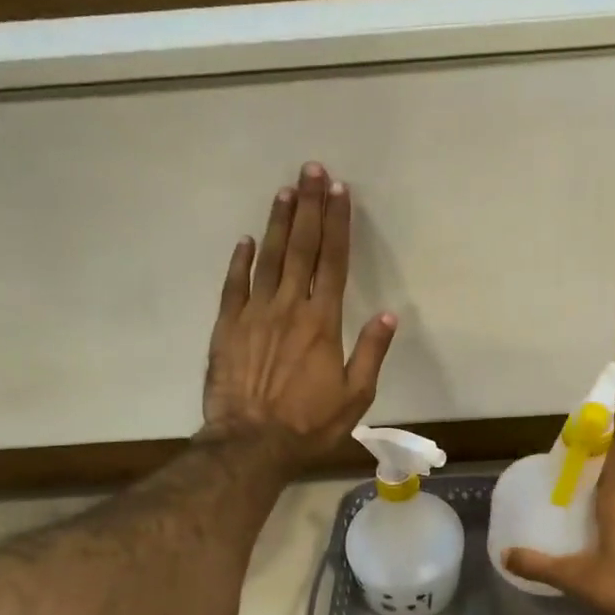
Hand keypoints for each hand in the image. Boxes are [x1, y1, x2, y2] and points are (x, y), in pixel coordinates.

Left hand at [201, 163, 395, 473]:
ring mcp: (254, 314)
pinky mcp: (227, 327)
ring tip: (285, 190)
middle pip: (301, 248)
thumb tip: (388, 315)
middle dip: (309, 206)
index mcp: (323, 321)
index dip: (338, 224)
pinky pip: (234, 285)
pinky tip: (246, 239)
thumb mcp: (356, 396)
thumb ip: (371, 352)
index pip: (334, 261)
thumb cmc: (308, 423)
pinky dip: (240, 260)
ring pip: (268, 258)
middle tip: (312, 170)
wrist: (251, 443)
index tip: (340, 192)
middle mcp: (289, 307)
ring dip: (278, 222)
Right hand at [503, 453, 614, 614]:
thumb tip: (505, 555)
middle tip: (572, 475)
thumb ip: (540, 565)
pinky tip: (614, 524)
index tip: (570, 447)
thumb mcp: (577, 578)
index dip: (591, 443)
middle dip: (597, 464)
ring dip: (614, 484)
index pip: (608, 450)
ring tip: (588, 497)